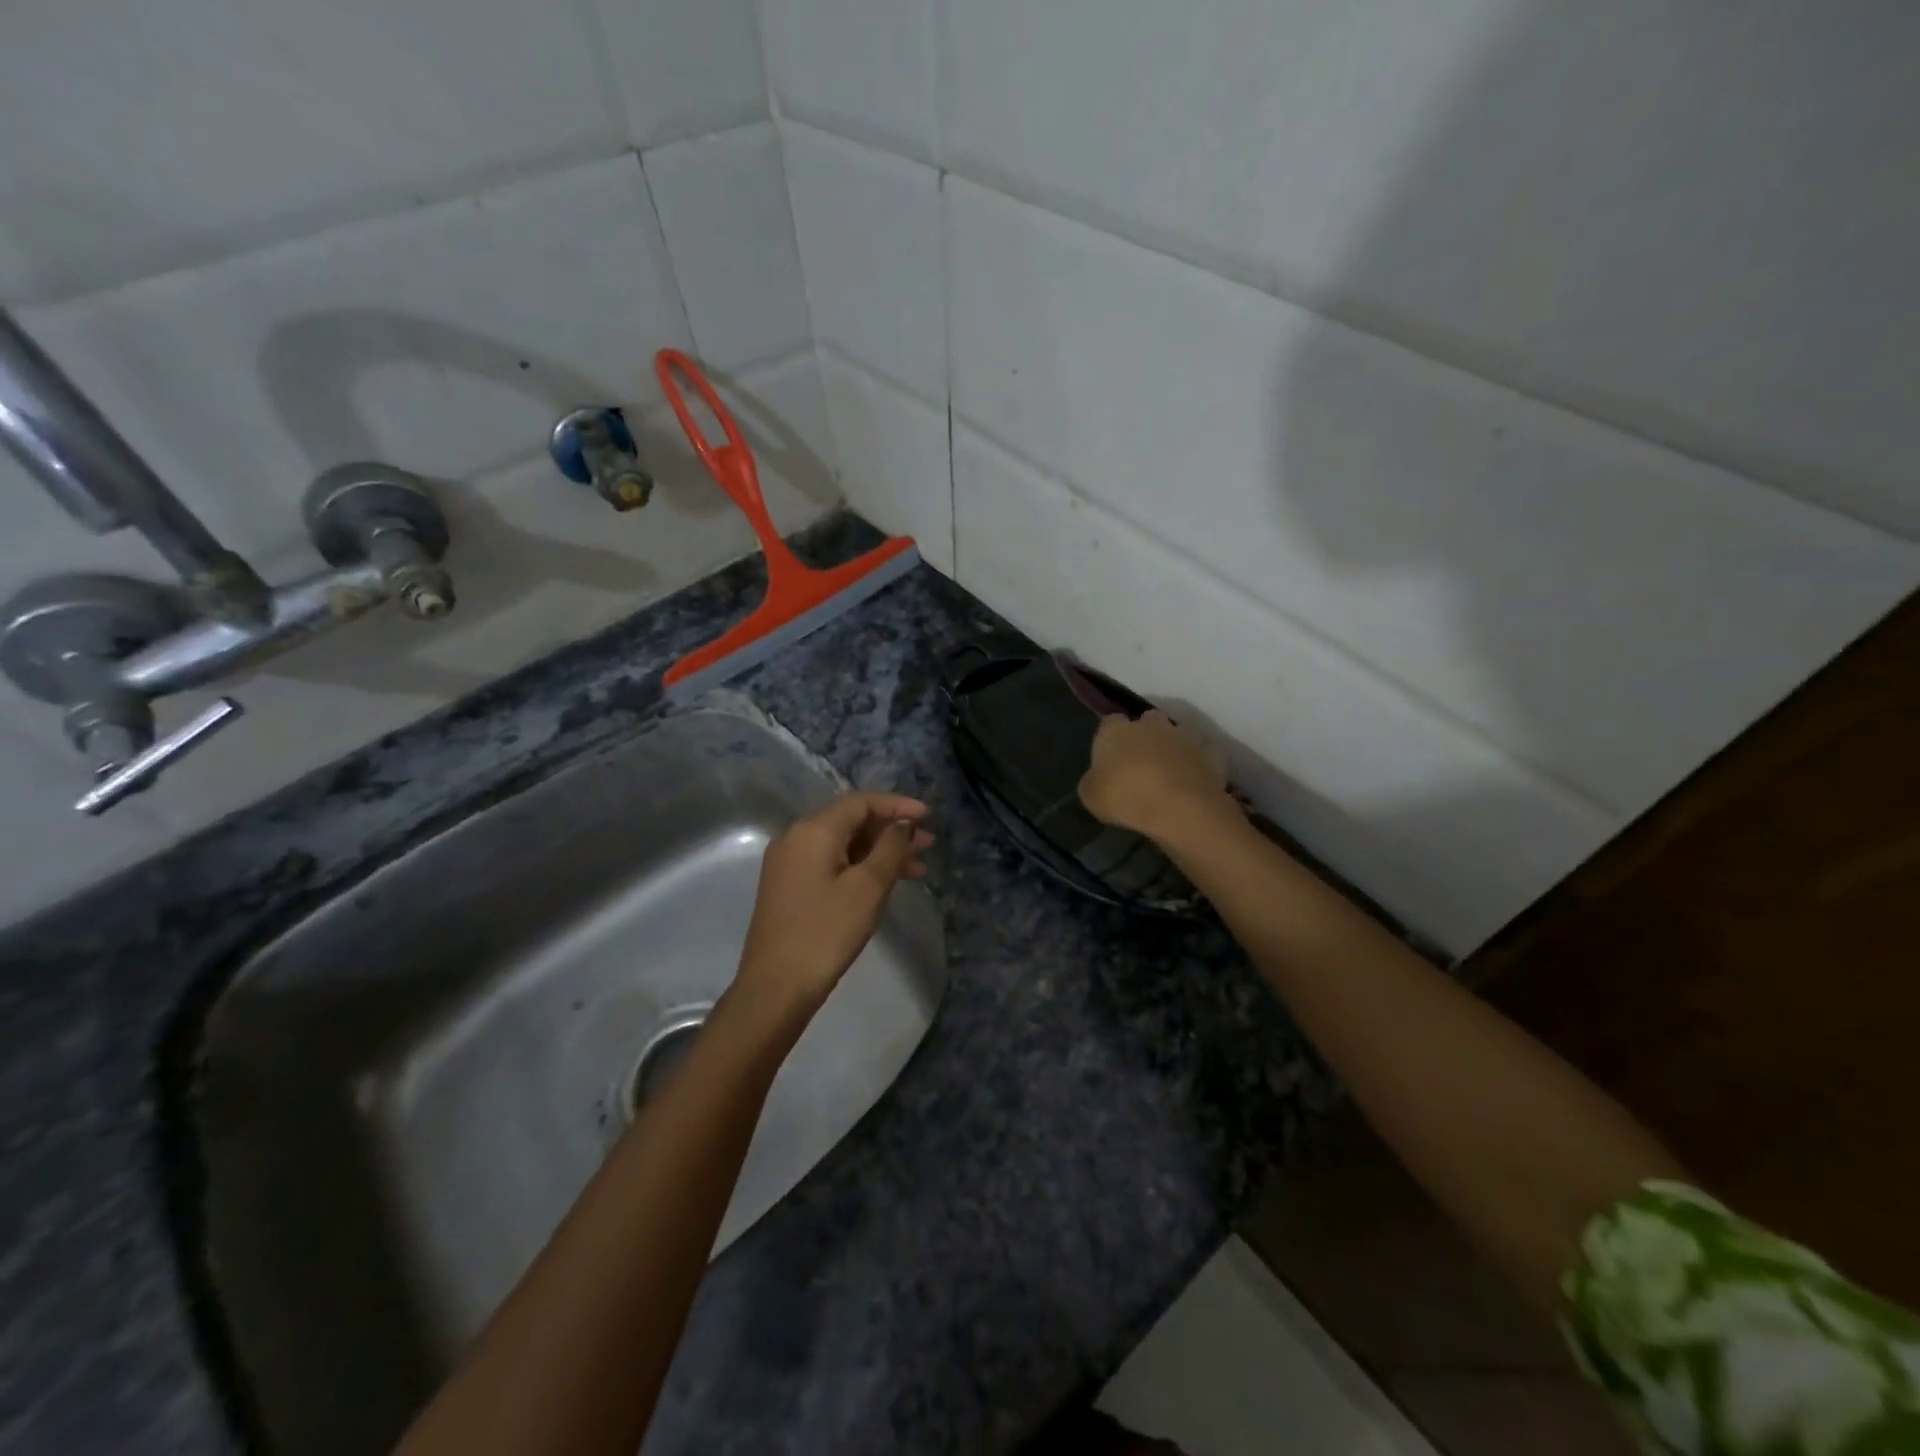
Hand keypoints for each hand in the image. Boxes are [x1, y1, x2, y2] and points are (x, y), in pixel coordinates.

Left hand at [734, 792, 933, 1016]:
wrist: (775, 987)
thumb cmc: (826, 933)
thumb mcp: (867, 888)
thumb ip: (889, 849)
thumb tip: (903, 825)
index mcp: (813, 831)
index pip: (860, 802)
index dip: (897, 805)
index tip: (928, 816)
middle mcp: (796, 838)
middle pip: (851, 822)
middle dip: (891, 831)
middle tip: (928, 846)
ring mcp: (789, 863)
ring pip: (842, 845)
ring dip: (879, 852)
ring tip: (917, 870)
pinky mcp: (788, 887)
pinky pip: (830, 863)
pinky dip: (859, 867)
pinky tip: (884, 884)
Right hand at [1079, 711, 1232, 843]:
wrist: (1181, 808)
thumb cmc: (1126, 798)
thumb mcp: (1091, 797)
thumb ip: (1093, 781)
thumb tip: (1099, 778)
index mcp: (1116, 730)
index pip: (1110, 723)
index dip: (1110, 739)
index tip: (1110, 758)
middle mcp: (1150, 724)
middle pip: (1147, 721)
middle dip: (1145, 736)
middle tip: (1141, 762)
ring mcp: (1184, 735)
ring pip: (1177, 734)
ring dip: (1173, 747)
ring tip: (1170, 773)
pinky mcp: (1211, 751)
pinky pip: (1204, 753)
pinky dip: (1199, 762)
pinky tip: (1195, 780)